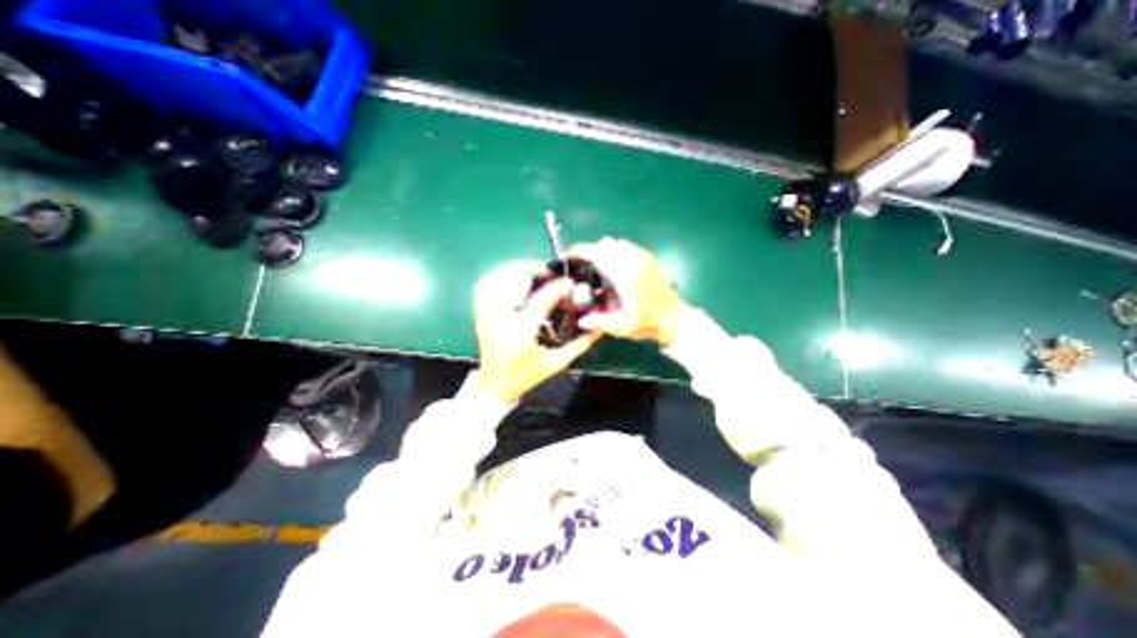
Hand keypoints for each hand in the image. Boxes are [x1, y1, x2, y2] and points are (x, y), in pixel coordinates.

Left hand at [471, 259, 597, 401]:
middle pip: (508, 282)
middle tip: (546, 271)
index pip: (540, 301)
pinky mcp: (479, 316)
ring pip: (492, 282)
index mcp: (522, 334)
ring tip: (529, 271)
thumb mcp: (556, 362)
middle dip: (527, 268)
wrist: (496, 386)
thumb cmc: (527, 376)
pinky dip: (496, 278)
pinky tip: (510, 278)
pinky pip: (482, 289)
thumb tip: (598, 328)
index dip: (557, 288)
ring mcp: (486, 317)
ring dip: (511, 270)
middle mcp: (501, 321)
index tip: (569, 283)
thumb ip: (579, 345)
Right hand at [572, 238, 687, 348]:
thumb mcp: (622, 328)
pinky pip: (626, 246)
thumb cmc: (647, 323)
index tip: (568, 257)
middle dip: (590, 253)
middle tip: (583, 269)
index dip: (580, 252)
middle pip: (604, 245)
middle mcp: (634, 260)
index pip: (598, 253)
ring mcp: (643, 257)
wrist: (675, 318)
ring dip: (603, 252)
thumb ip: (600, 323)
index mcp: (625, 275)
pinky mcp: (648, 257)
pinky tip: (615, 271)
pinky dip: (615, 253)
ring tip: (599, 271)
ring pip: (615, 243)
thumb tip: (581, 320)